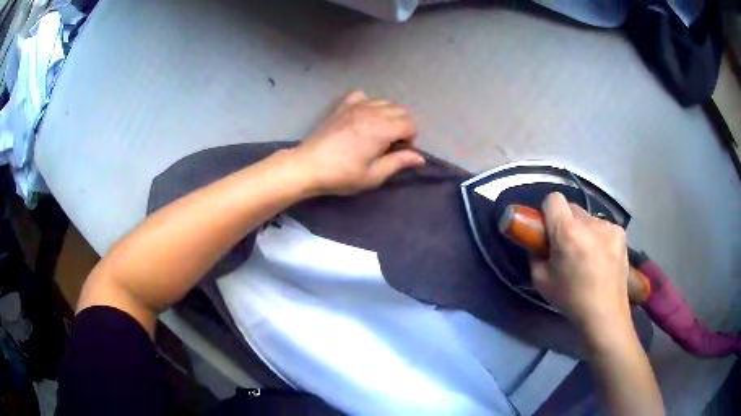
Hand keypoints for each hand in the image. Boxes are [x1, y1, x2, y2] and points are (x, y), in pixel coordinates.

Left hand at [294, 91, 425, 195]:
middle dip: (402, 126)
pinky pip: (363, 95)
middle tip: (391, 144)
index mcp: (382, 129)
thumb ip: (399, 162)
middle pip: (400, 110)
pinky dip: (368, 103)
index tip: (399, 152)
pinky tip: (363, 116)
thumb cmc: (342, 174)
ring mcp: (356, 105)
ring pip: (384, 101)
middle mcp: (372, 111)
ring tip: (379, 131)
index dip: (411, 139)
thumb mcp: (374, 175)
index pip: (410, 124)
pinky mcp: (342, 105)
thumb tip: (420, 158)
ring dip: (388, 114)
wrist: (308, 165)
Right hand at [531, 192, 631, 343]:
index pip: (553, 199)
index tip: (548, 229)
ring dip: (584, 230)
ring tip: (587, 255)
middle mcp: (589, 222)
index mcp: (567, 232)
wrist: (605, 313)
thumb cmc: (571, 299)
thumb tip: (539, 244)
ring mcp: (608, 226)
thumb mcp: (541, 281)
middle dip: (566, 222)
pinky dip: (599, 236)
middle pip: (571, 207)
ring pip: (588, 218)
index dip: (548, 211)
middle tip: (567, 245)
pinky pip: (603, 226)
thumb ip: (536, 255)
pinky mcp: (620, 233)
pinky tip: (601, 256)